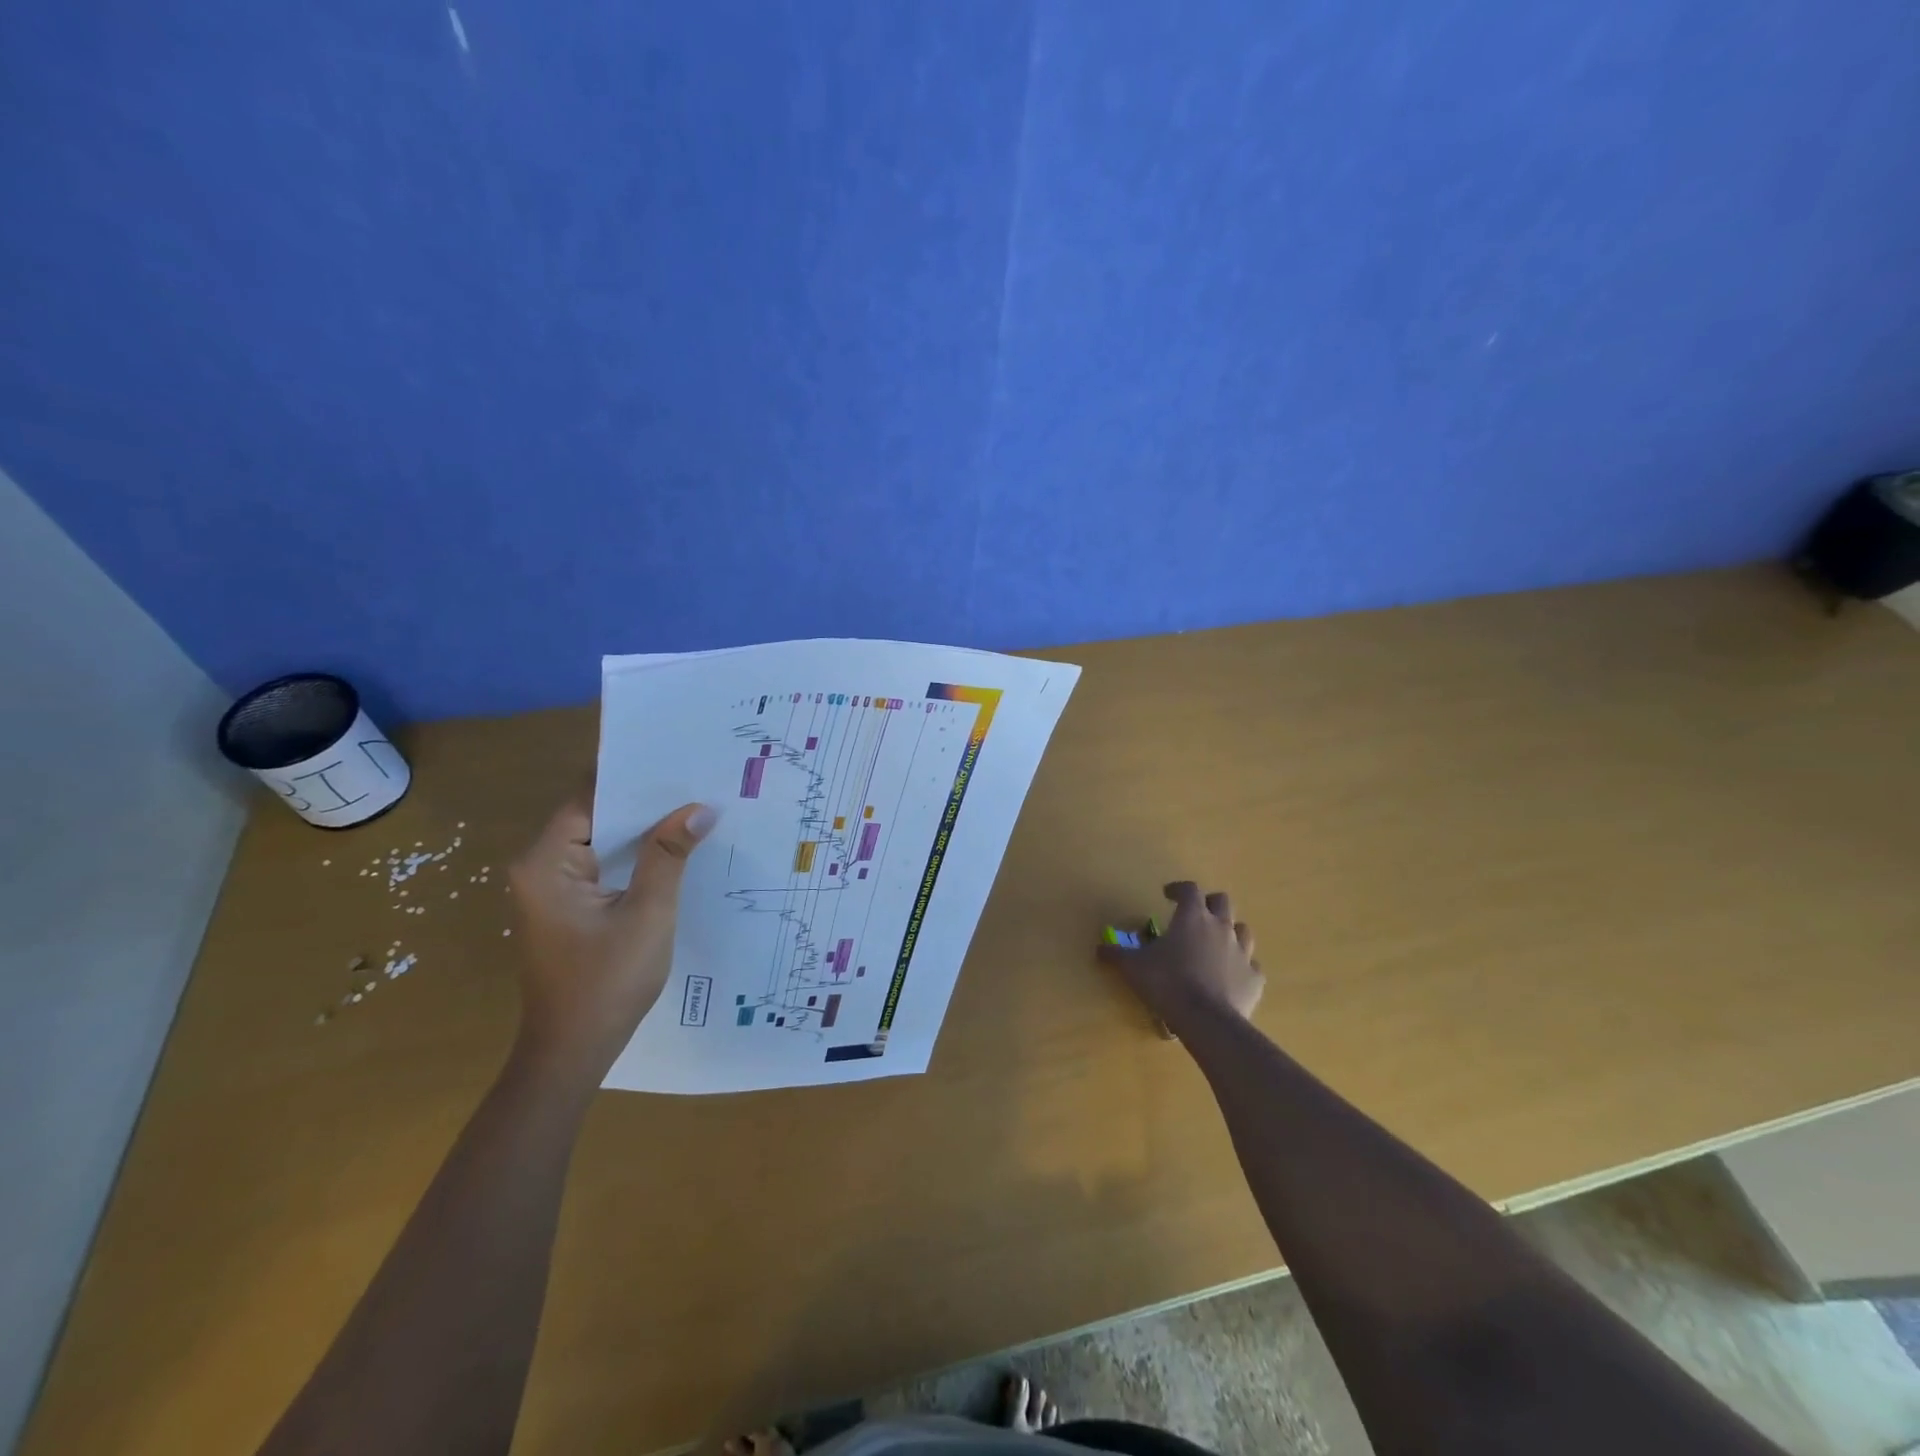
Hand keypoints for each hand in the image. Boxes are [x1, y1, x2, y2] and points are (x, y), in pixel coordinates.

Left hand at [508, 793, 715, 1080]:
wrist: (573, 1050)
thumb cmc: (607, 981)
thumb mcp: (648, 913)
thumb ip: (669, 855)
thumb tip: (699, 808)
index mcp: (546, 863)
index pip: (589, 799)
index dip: (634, 781)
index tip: (678, 764)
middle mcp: (540, 868)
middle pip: (594, 816)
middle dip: (644, 803)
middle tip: (696, 783)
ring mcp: (552, 888)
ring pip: (601, 841)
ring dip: (642, 830)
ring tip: (693, 809)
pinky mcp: (567, 906)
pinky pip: (602, 864)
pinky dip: (634, 855)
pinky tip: (673, 849)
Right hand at [1098, 881, 1264, 1036]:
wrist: (1206, 1020)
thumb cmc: (1167, 983)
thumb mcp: (1133, 967)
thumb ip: (1117, 954)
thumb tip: (1100, 948)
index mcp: (1192, 917)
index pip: (1189, 889)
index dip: (1178, 889)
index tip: (1167, 894)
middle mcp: (1221, 927)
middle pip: (1222, 901)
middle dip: (1209, 904)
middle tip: (1195, 915)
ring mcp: (1242, 952)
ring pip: (1242, 930)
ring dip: (1229, 932)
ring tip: (1215, 944)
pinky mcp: (1255, 978)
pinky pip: (1251, 966)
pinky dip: (1241, 967)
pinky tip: (1231, 977)